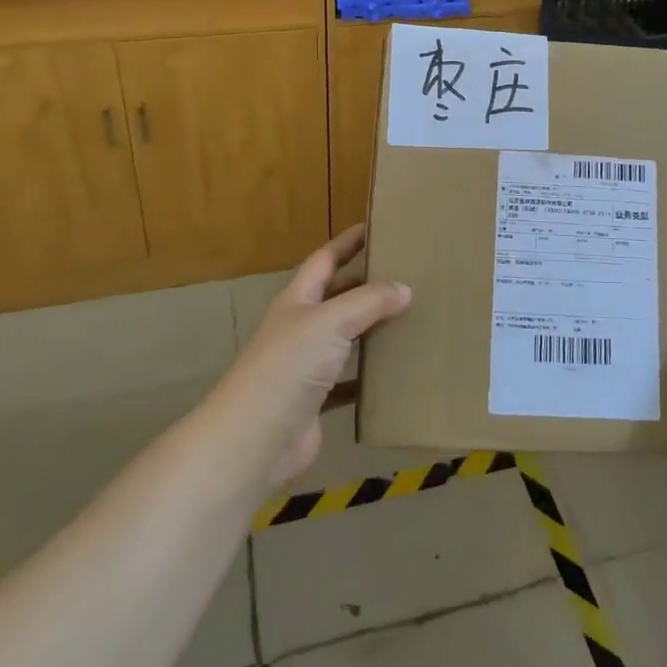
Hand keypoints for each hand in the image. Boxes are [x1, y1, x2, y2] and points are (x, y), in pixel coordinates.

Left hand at [209, 225, 410, 487]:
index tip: (377, 226)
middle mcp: (301, 327)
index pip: (325, 259)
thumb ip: (368, 302)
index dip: (348, 242)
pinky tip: (398, 371)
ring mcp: (307, 366)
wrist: (254, 440)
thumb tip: (405, 288)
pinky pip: (350, 381)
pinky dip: (371, 375)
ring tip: (413, 316)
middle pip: (338, 296)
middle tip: (408, 273)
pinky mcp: (317, 401)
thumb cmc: (287, 367)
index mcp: (298, 300)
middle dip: (367, 283)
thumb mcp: (329, 321)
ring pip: (347, 338)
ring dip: (373, 328)